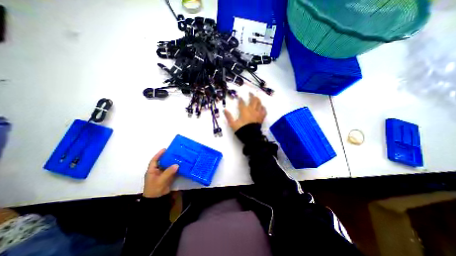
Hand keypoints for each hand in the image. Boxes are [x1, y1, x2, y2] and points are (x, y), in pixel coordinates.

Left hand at [143, 149, 178, 198]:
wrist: (157, 200)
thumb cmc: (155, 189)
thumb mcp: (161, 180)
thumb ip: (168, 172)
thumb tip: (177, 164)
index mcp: (152, 171)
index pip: (154, 160)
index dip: (159, 154)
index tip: (165, 149)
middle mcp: (157, 171)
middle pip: (162, 162)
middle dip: (167, 157)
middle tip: (174, 152)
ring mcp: (162, 174)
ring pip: (168, 166)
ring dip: (173, 162)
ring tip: (179, 157)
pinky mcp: (167, 178)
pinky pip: (172, 171)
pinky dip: (176, 168)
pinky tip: (181, 165)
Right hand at [224, 92, 267, 131]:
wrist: (250, 136)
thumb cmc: (241, 130)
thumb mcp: (233, 124)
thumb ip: (229, 116)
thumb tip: (224, 110)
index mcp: (244, 111)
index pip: (242, 103)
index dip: (240, 99)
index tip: (239, 96)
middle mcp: (252, 110)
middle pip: (253, 100)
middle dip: (251, 95)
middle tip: (250, 93)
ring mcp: (257, 113)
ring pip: (259, 103)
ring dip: (258, 99)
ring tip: (256, 97)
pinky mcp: (261, 117)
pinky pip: (264, 111)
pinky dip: (263, 108)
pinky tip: (262, 107)